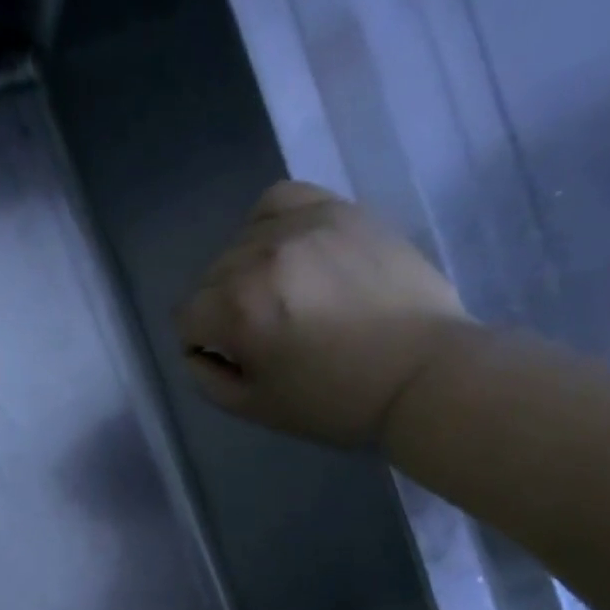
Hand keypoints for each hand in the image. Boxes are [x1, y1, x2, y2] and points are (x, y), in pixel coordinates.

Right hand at [175, 180, 478, 446]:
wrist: (422, 374)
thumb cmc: (334, 402)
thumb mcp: (255, 408)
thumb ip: (207, 378)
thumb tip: (196, 348)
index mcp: (238, 309)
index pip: (187, 316)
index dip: (202, 344)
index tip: (233, 360)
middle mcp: (261, 256)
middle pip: (210, 278)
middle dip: (224, 310)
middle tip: (265, 335)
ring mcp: (303, 226)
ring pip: (240, 241)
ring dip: (247, 271)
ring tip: (280, 293)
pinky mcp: (339, 211)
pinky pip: (280, 201)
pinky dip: (271, 225)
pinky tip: (288, 250)